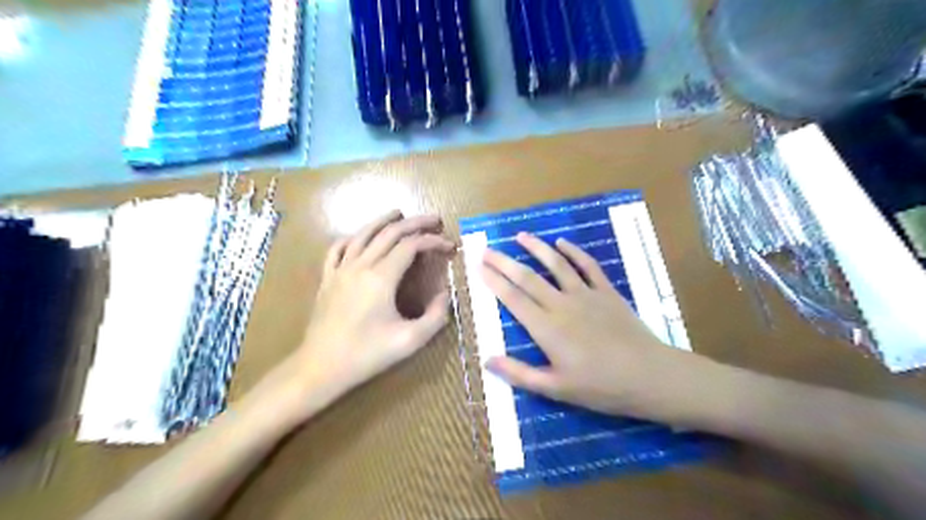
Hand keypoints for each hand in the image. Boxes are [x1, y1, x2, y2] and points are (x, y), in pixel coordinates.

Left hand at [269, 211, 454, 422]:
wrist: (321, 367)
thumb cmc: (367, 355)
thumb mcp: (410, 341)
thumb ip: (436, 316)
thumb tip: (445, 293)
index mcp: (381, 278)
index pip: (411, 246)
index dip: (433, 241)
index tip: (449, 246)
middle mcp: (360, 265)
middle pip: (390, 233)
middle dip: (415, 223)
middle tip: (435, 219)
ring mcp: (340, 269)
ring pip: (363, 234)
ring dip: (384, 221)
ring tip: (399, 213)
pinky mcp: (327, 278)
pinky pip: (338, 248)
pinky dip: (353, 237)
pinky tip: (361, 237)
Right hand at [486, 235, 714, 424]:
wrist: (649, 376)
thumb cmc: (600, 387)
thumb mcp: (555, 389)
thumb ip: (519, 373)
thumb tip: (487, 360)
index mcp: (546, 328)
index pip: (513, 299)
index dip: (494, 281)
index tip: (479, 267)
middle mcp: (562, 305)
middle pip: (527, 278)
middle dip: (504, 262)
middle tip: (488, 249)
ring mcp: (586, 295)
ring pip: (556, 264)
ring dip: (537, 248)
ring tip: (521, 236)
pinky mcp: (607, 292)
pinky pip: (588, 266)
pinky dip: (574, 252)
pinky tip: (563, 242)